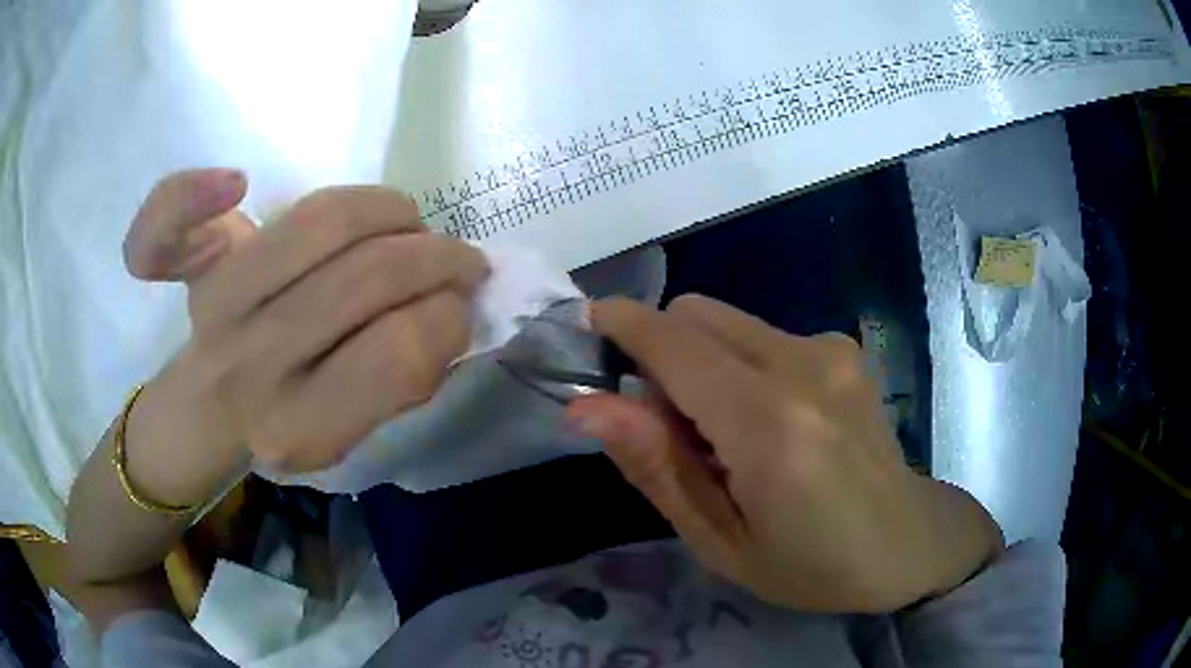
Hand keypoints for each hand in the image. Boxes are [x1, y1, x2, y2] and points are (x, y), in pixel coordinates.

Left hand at [123, 169, 488, 487]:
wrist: (206, 412)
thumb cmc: (282, 423)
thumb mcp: (346, 439)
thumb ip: (401, 384)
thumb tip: (451, 311)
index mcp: (303, 430)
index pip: (397, 356)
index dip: (445, 319)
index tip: (458, 309)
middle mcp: (254, 370)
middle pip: (368, 276)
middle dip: (436, 258)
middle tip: (456, 259)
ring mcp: (220, 309)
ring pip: (324, 221)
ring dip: (389, 210)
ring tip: (405, 222)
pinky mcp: (196, 270)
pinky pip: (178, 218)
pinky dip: (196, 191)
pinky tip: (233, 188)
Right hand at [566, 296, 1002, 612]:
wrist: (905, 541)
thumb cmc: (809, 566)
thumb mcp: (718, 541)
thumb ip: (653, 465)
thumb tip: (585, 406)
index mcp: (769, 426)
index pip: (673, 344)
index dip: (620, 325)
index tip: (585, 330)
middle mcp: (803, 365)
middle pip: (696, 313)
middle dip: (662, 352)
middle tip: (674, 426)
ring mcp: (830, 348)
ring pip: (728, 321)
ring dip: (703, 361)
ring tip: (730, 432)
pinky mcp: (842, 347)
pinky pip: (762, 335)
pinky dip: (742, 364)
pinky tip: (773, 421)